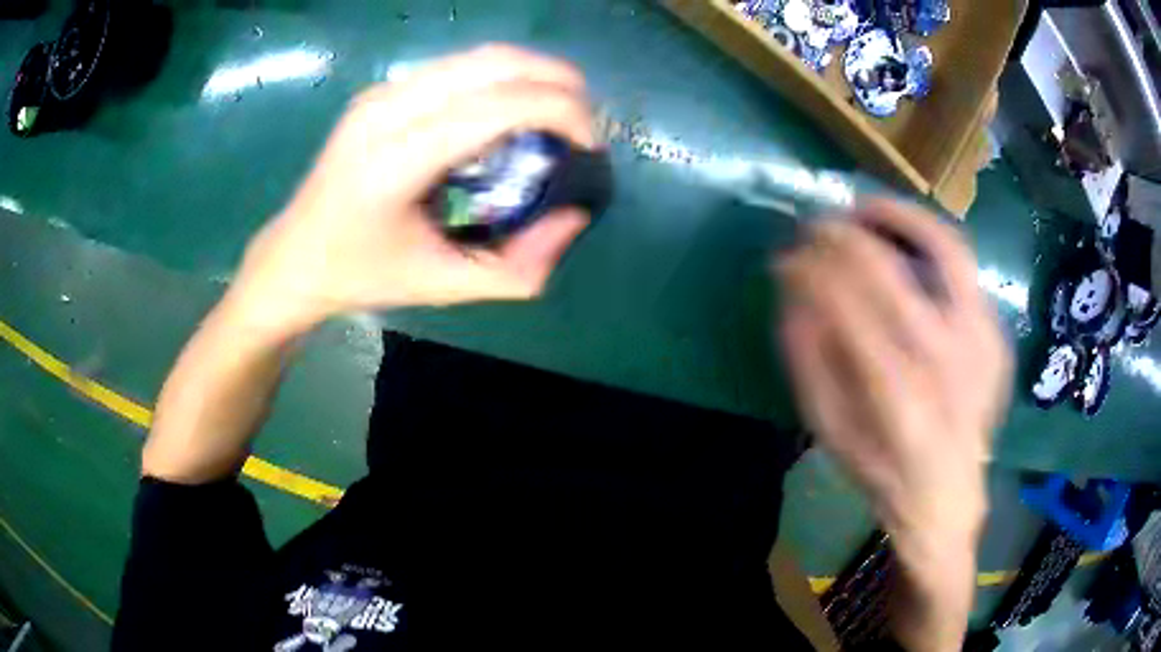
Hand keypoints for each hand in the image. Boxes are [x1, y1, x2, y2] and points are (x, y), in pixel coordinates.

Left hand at [227, 45, 596, 336]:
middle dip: (560, 82)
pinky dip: (502, 79)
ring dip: (534, 75)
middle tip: (585, 124)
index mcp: (396, 160)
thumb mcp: (446, 287)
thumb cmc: (364, 275)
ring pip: (480, 56)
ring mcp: (381, 91)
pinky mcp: (382, 89)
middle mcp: (387, 109)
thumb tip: (575, 216)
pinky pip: (459, 67)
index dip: (563, 112)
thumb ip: (521, 267)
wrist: (296, 254)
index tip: (590, 148)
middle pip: (496, 62)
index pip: (499, 105)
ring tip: (558, 114)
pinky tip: (512, 112)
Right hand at [777, 199, 1011, 551]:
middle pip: (890, 271)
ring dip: (900, 217)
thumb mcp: (830, 432)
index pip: (847, 305)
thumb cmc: (882, 470)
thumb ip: (807, 361)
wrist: (947, 493)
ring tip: (867, 209)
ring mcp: (980, 344)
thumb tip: (791, 292)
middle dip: (842, 237)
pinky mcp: (995, 336)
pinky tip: (906, 244)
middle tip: (817, 226)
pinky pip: (965, 270)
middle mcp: (945, 362)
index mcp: (897, 397)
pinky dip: (931, 243)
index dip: (811, 269)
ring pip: (946, 250)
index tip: (786, 258)